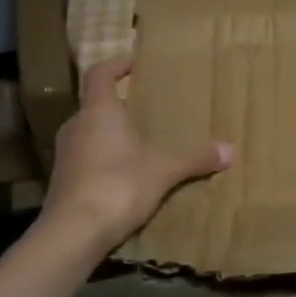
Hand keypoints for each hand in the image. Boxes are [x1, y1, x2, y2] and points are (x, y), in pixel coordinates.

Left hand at [41, 57, 233, 252]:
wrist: (72, 233)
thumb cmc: (118, 185)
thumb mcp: (165, 170)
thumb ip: (196, 158)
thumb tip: (232, 151)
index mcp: (99, 112)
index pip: (99, 74)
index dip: (115, 65)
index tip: (134, 63)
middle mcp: (76, 126)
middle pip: (94, 105)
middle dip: (118, 104)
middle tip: (144, 107)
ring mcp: (65, 155)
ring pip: (89, 133)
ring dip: (110, 133)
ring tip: (138, 141)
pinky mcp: (63, 181)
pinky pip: (86, 159)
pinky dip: (104, 159)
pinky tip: (125, 174)